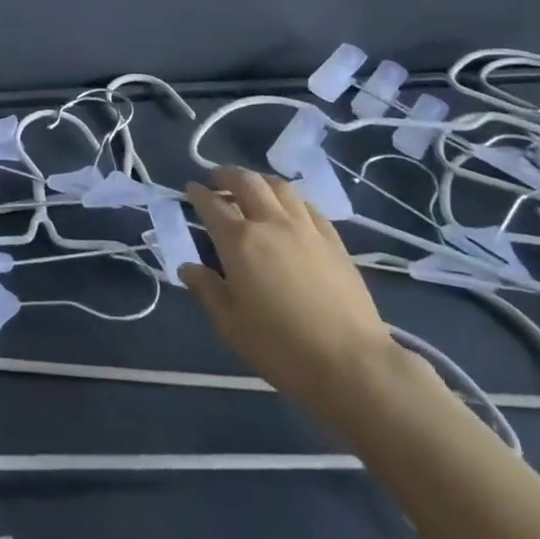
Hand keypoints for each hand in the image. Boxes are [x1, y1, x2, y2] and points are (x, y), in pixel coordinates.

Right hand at [182, 167, 396, 422]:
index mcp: (240, 241)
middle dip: (227, 175)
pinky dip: (290, 199)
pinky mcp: (333, 240)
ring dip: (259, 181)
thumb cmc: (281, 347)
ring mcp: (306, 228)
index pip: (212, 205)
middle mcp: (271, 223)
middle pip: (247, 182)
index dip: (198, 193)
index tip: (190, 189)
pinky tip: (289, 210)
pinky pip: (307, 206)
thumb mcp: (231, 326)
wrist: (352, 363)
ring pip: (280, 187)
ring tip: (251, 188)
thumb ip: (207, 291)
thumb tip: (187, 267)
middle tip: (216, 179)